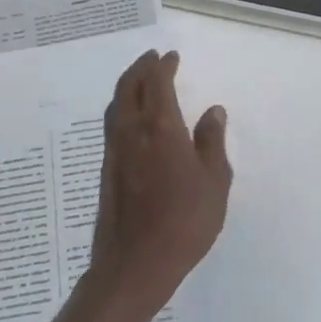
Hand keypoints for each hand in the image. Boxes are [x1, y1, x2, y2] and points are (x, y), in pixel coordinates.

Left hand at [87, 49, 231, 313]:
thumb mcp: (214, 182)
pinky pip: (112, 124)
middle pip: (128, 87)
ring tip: (140, 80)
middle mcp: (132, 132)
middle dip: (139, 68)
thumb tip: (212, 110)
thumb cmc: (185, 221)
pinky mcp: (106, 170)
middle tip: (151, 58)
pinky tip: (132, 118)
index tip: (171, 57)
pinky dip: (122, 107)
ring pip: (116, 105)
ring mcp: (114, 151)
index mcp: (160, 128)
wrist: (135, 264)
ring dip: (127, 85)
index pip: (157, 83)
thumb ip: (212, 142)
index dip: (164, 66)